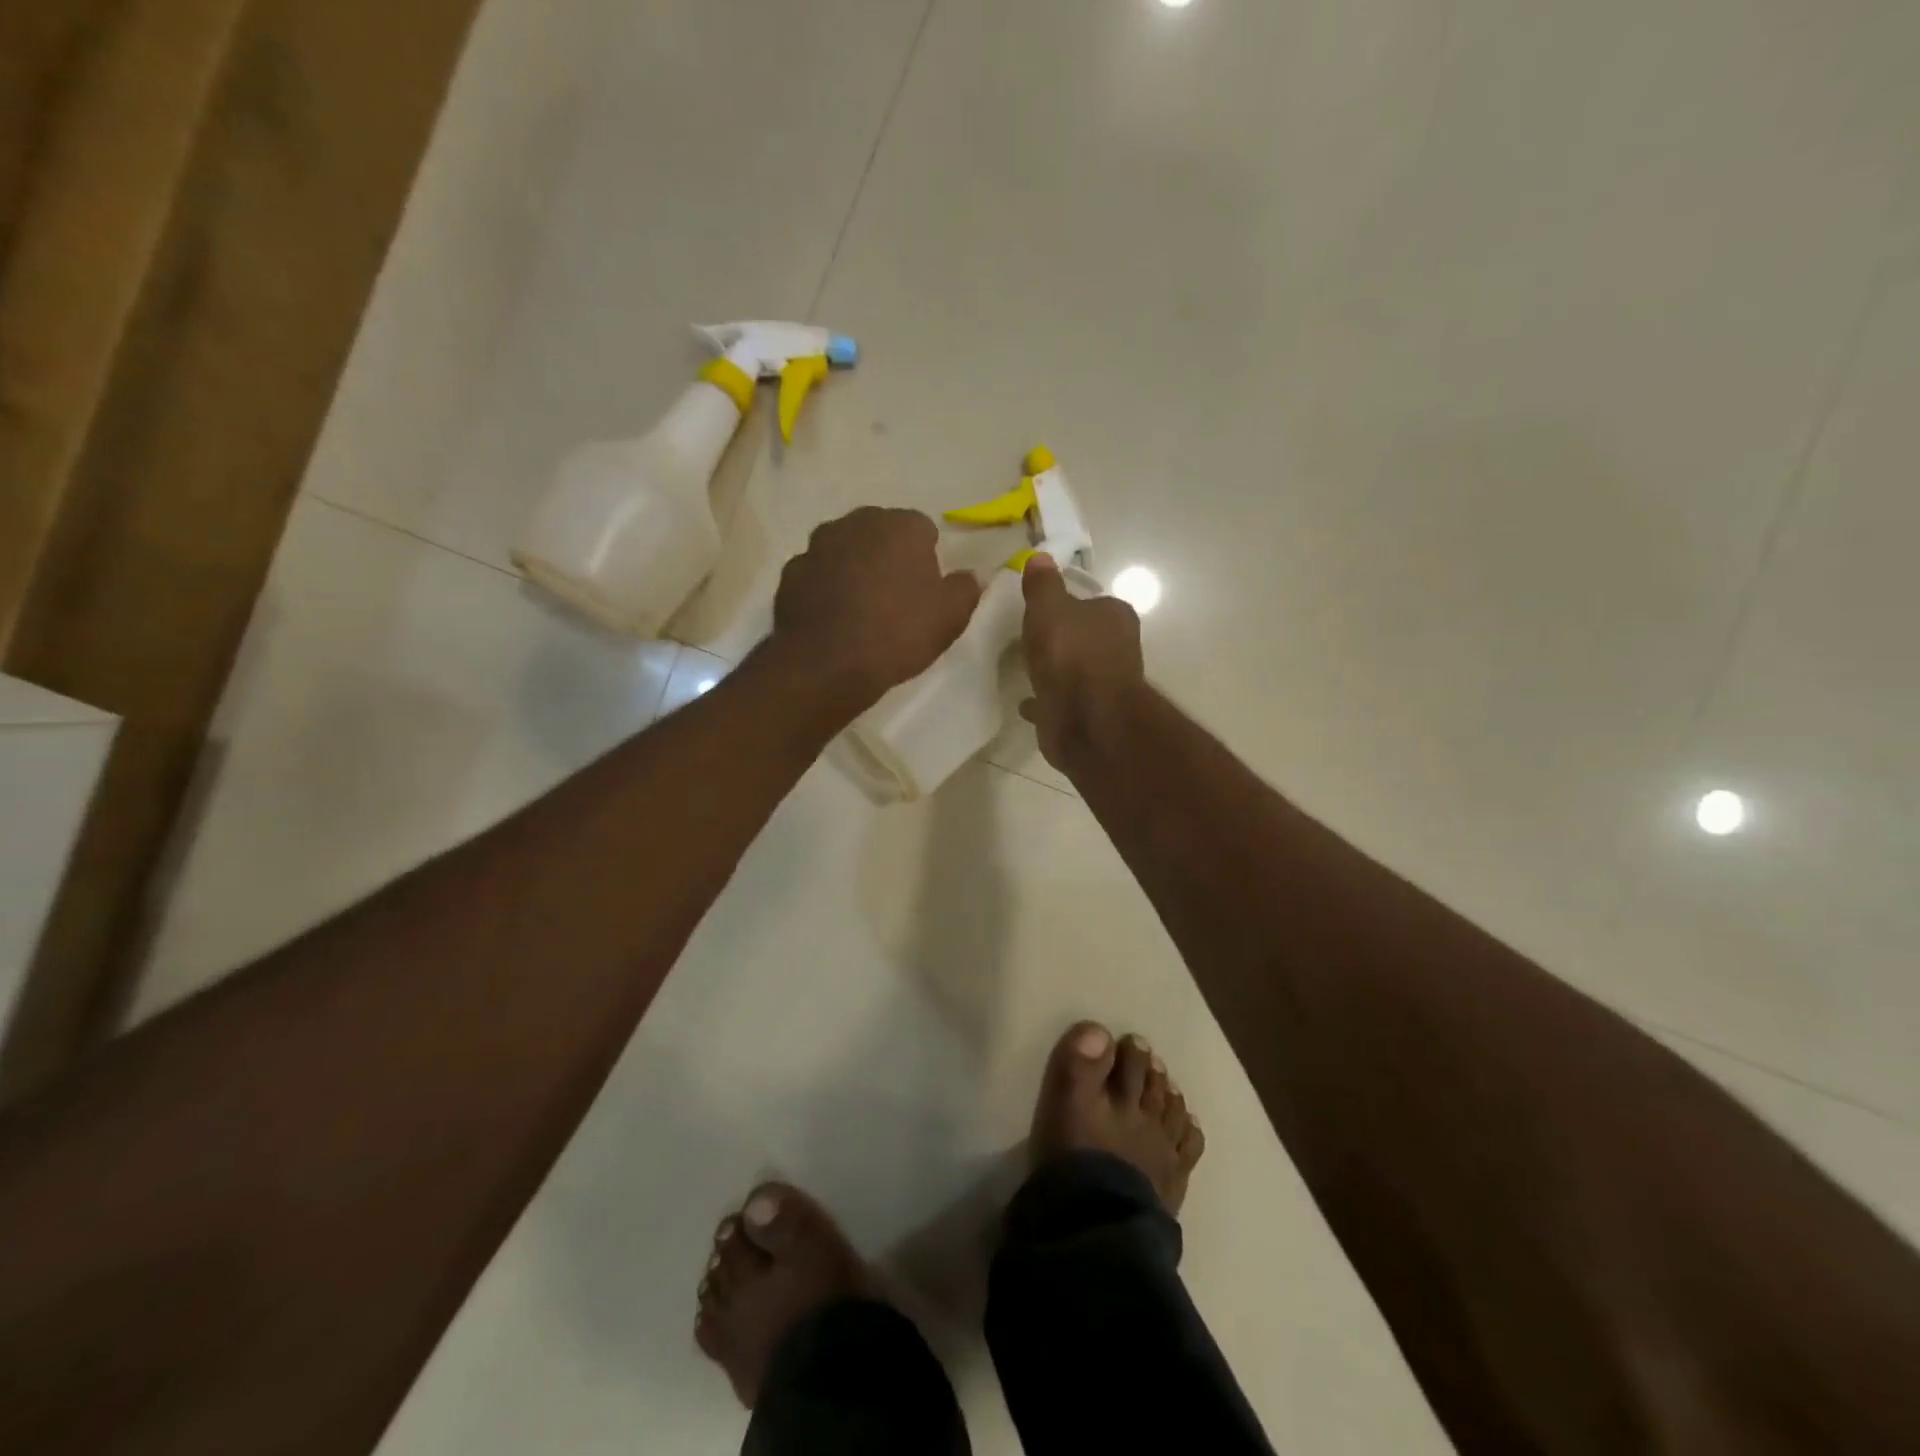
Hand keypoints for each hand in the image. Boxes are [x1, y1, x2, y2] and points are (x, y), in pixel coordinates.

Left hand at [772, 507, 981, 708]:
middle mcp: (856, 523)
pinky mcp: (791, 572)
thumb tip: (970, 575)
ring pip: (846, 550)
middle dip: (889, 556)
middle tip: (896, 597)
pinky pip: (818, 574)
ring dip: (855, 568)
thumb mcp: (949, 618)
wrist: (825, 663)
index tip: (926, 589)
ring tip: (862, 609)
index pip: (922, 529)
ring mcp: (818, 545)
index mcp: (901, 526)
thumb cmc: (897, 634)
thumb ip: (966, 589)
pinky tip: (833, 618)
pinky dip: (826, 587)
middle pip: (880, 533)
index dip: (927, 557)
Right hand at [1020, 554, 1145, 769]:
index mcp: (1116, 616)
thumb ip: (1043, 585)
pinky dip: (1049, 699)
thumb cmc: (1070, 653)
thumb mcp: (1048, 608)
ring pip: (1077, 671)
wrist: (1085, 718)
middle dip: (1064, 639)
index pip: (1092, 603)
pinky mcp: (1090, 714)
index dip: (1068, 605)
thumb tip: (1040, 557)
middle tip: (1032, 639)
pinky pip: (1064, 701)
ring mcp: (1106, 685)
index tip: (1042, 611)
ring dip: (1058, 670)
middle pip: (1086, 637)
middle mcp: (1118, 648)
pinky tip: (1026, 701)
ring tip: (1026, 669)